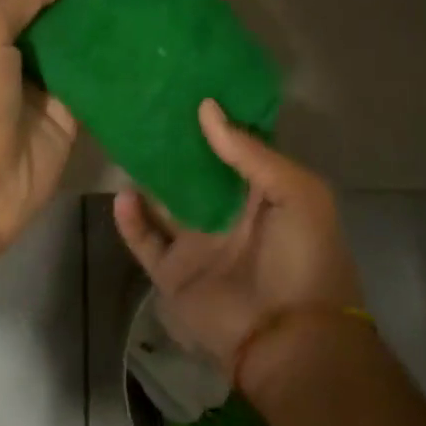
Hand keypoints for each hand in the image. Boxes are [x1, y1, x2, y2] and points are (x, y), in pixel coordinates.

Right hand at [114, 100, 363, 393]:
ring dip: (147, 176)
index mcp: (262, 192)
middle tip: (143, 104)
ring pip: (164, 201)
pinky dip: (130, 220)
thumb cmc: (303, 260)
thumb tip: (207, 108)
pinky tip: (122, 194)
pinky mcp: (174, 272)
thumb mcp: (298, 194)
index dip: (214, 116)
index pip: (233, 145)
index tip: (185, 82)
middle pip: (192, 170)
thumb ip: (251, 152)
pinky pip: (145, 240)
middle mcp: (227, 212)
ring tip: (124, 139)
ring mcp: (198, 242)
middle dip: (173, 142)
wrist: (290, 343)